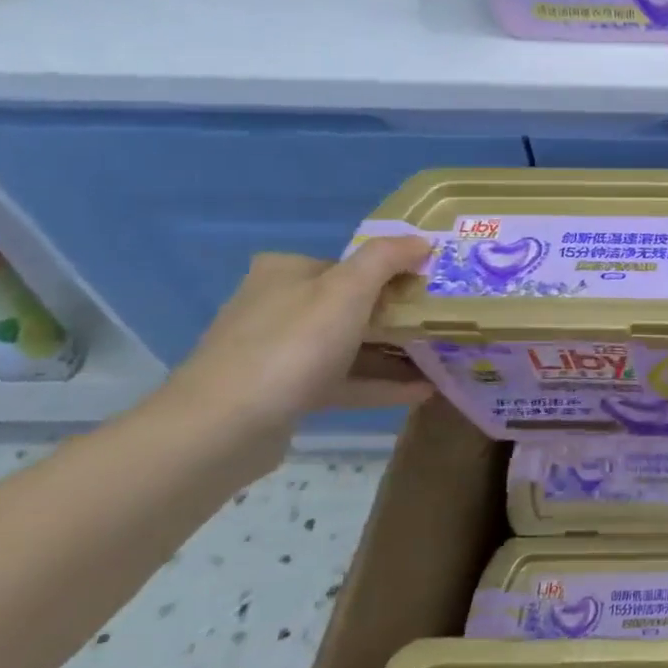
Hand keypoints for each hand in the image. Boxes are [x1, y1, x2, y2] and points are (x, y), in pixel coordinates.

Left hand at [154, 237, 434, 448]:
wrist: (223, 427)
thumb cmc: (292, 345)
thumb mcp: (347, 290)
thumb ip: (387, 258)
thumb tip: (422, 240)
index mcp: (286, 272)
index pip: (351, 265)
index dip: (395, 273)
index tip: (434, 287)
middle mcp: (278, 306)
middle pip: (352, 305)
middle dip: (399, 316)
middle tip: (444, 323)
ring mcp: (279, 352)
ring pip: (350, 346)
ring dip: (394, 353)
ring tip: (442, 359)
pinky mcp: (285, 393)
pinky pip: (344, 381)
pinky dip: (380, 384)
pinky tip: (423, 391)